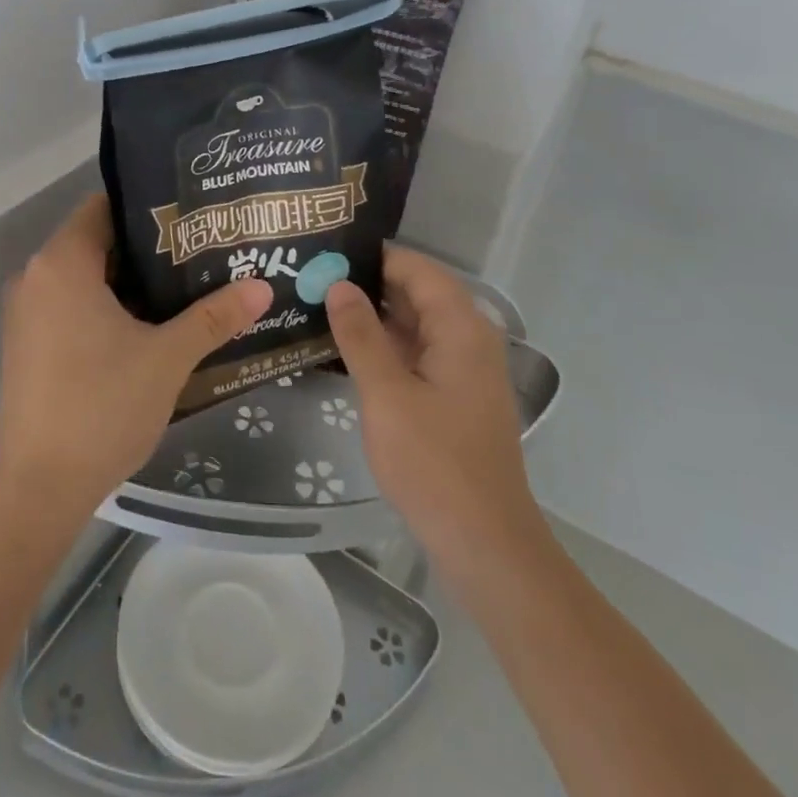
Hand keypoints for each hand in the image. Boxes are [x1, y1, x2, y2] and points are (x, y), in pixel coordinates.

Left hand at [0, 194, 272, 518]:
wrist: (38, 489)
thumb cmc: (101, 406)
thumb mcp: (167, 358)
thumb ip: (214, 317)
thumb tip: (263, 286)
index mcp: (62, 263)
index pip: (104, 208)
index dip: (147, 208)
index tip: (189, 217)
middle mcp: (35, 276)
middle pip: (95, 241)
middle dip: (145, 247)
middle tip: (197, 251)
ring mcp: (25, 313)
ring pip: (82, 276)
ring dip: (126, 280)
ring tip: (182, 285)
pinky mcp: (26, 344)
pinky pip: (68, 304)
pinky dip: (103, 306)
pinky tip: (146, 325)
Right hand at [325, 247, 545, 577]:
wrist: (484, 544)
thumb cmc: (434, 463)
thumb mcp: (386, 394)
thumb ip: (360, 335)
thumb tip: (338, 284)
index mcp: (461, 327)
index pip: (416, 268)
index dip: (373, 256)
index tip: (327, 252)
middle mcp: (468, 337)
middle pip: (416, 292)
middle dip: (368, 283)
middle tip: (313, 277)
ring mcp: (463, 368)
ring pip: (415, 323)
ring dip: (373, 315)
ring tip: (320, 305)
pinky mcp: (454, 394)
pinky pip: (417, 351)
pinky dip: (385, 345)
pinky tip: (345, 349)